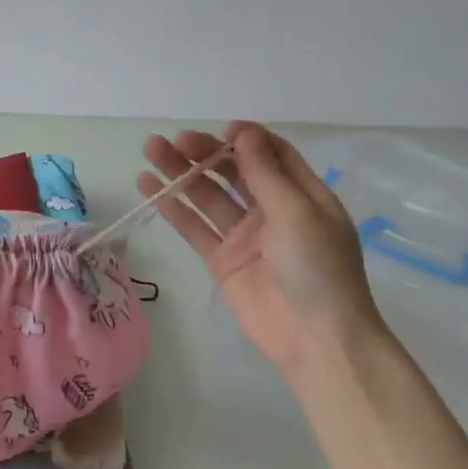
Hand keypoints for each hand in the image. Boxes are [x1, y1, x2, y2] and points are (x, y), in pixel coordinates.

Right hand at [138, 122, 384, 378]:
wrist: (315, 337)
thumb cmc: (317, 268)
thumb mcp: (297, 212)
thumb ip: (264, 174)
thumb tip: (243, 133)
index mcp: (301, 195)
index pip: (271, 155)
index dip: (245, 139)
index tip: (220, 131)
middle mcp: (272, 211)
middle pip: (234, 171)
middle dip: (205, 153)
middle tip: (173, 141)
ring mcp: (244, 236)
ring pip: (208, 196)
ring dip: (181, 173)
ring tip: (150, 151)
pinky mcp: (221, 260)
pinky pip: (194, 228)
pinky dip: (173, 208)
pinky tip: (150, 188)